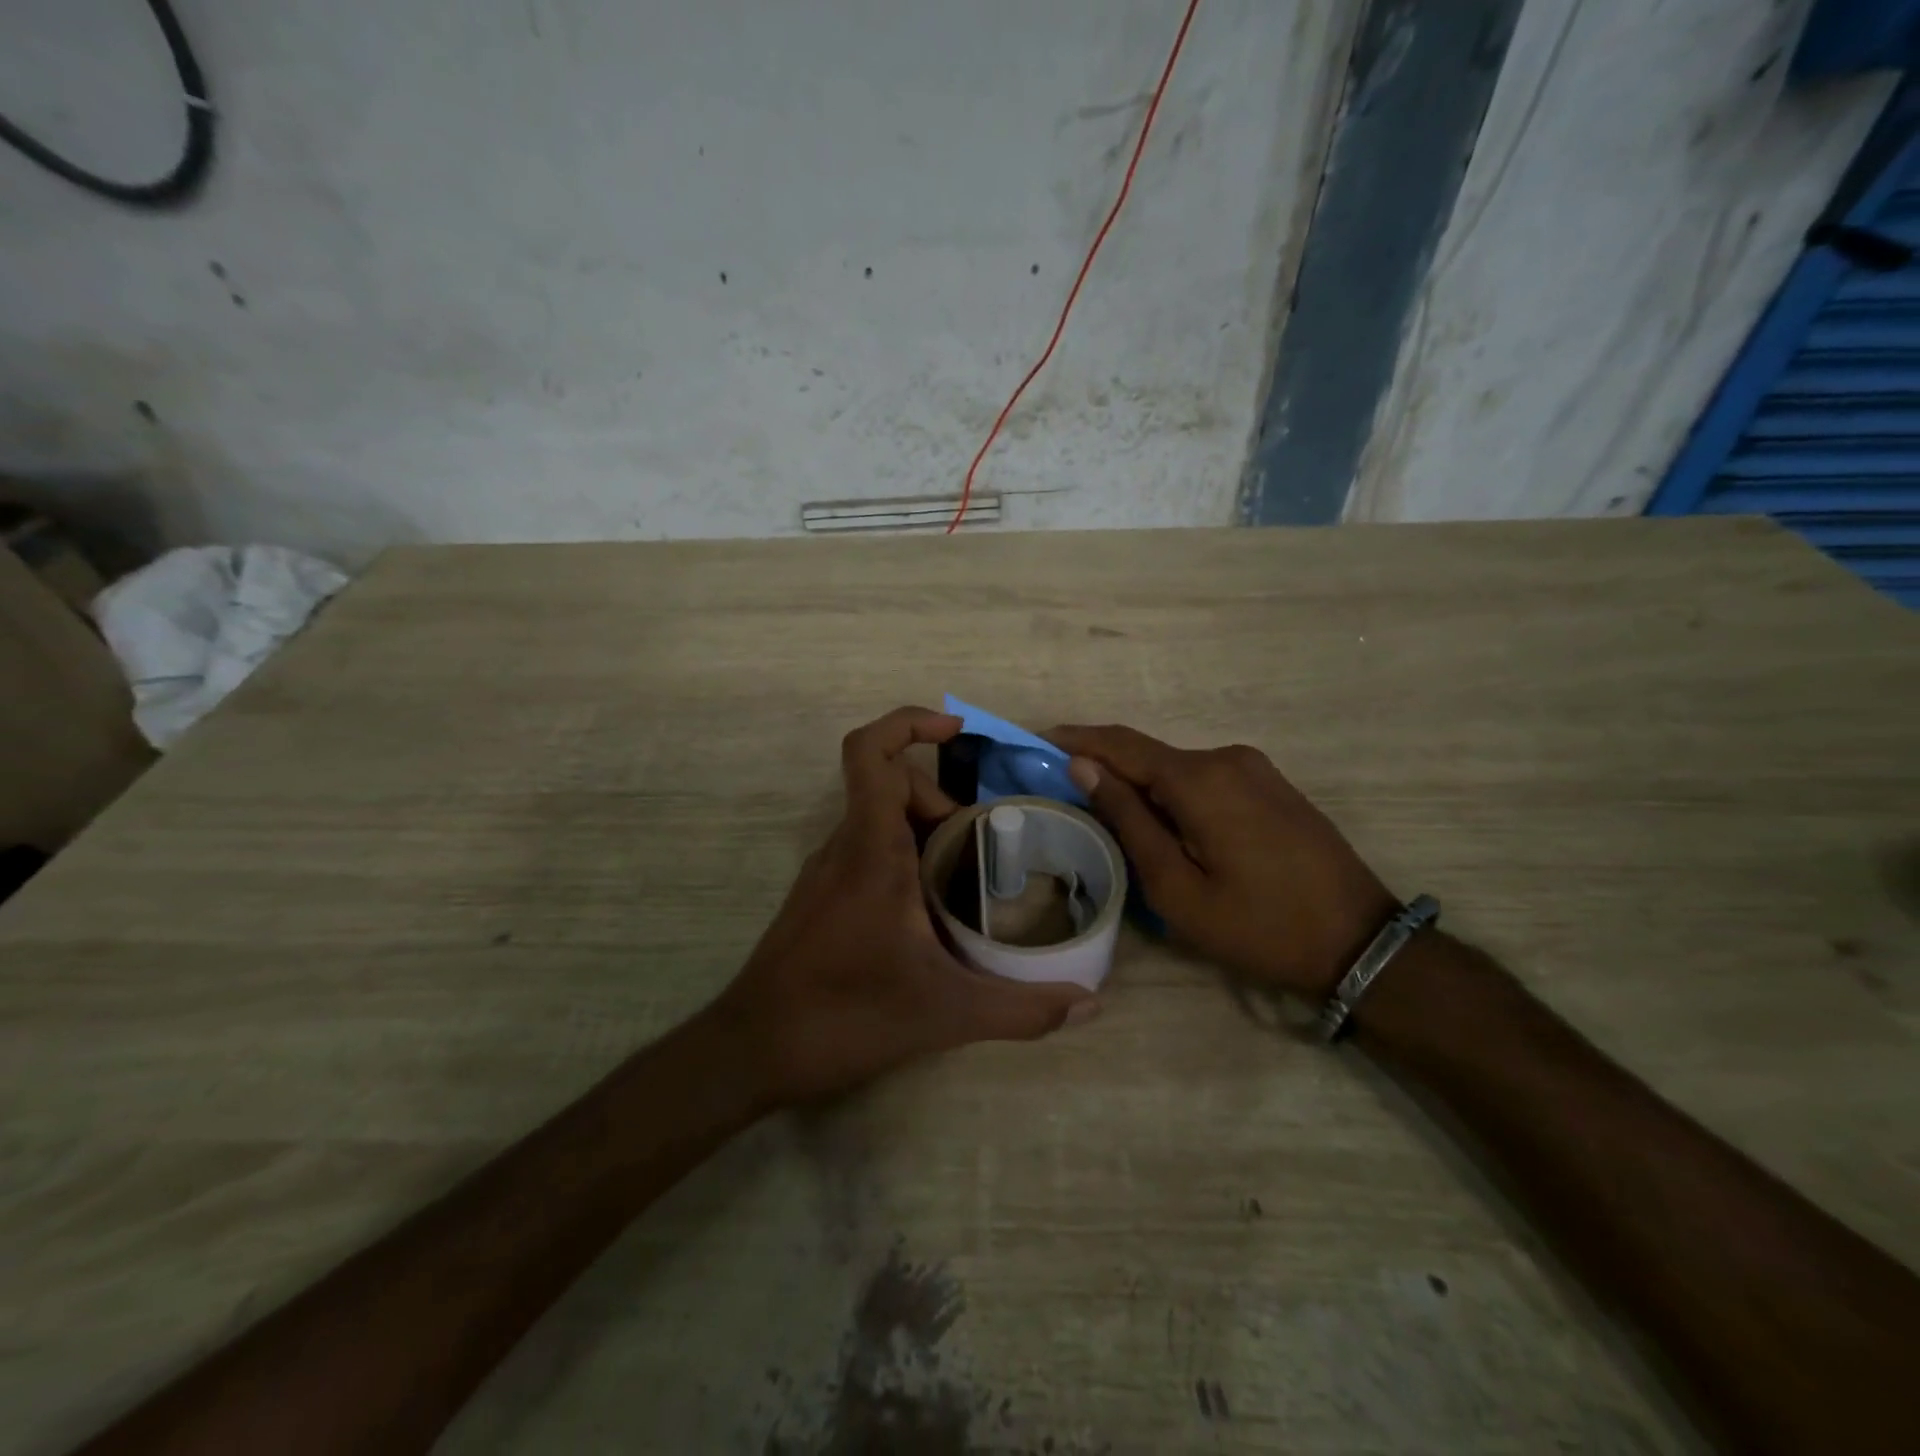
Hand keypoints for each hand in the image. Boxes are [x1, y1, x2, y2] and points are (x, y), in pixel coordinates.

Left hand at [712, 707, 1096, 1107]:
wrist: (752, 1050)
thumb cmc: (844, 1015)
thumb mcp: (945, 1014)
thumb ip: (1022, 1009)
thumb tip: (1090, 1004)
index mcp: (870, 848)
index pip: (870, 752)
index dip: (909, 723)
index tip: (956, 730)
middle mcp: (844, 846)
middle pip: (891, 786)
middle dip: (943, 802)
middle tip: (984, 848)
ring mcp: (827, 872)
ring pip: (880, 820)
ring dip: (927, 832)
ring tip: (969, 881)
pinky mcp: (821, 897)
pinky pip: (867, 851)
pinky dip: (905, 859)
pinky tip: (931, 912)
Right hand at [1049, 724, 1395, 1000]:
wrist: (1359, 943)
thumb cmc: (1258, 925)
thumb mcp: (1177, 888)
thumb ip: (1129, 820)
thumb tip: (1085, 767)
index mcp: (1200, 779)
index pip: (1120, 744)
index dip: (1075, 739)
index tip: (1036, 742)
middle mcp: (1226, 758)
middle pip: (1148, 756)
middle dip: (1105, 770)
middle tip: (1066, 798)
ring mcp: (1254, 768)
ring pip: (1176, 769)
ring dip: (1141, 787)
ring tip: (1112, 823)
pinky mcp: (1270, 785)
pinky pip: (1205, 779)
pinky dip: (1173, 794)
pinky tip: (1164, 826)